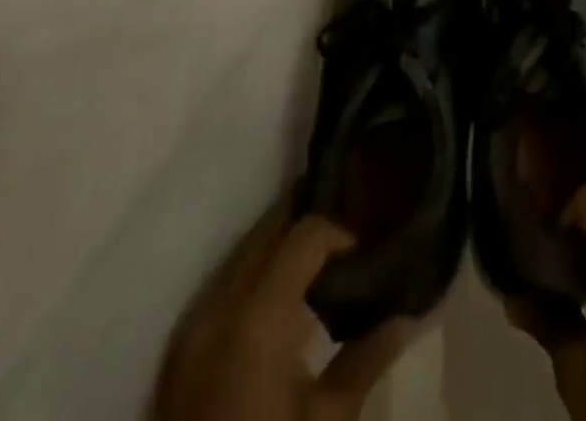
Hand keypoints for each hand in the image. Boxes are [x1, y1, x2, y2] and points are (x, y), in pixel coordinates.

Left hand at [157, 208, 414, 420]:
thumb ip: (367, 359)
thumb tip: (406, 318)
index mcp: (257, 320)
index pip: (306, 234)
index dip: (340, 232)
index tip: (362, 252)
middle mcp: (217, 309)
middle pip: (268, 232)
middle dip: (306, 225)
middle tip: (343, 240)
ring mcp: (190, 331)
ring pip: (242, 254)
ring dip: (279, 248)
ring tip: (316, 268)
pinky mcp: (178, 354)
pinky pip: (222, 286)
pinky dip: (254, 277)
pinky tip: (280, 304)